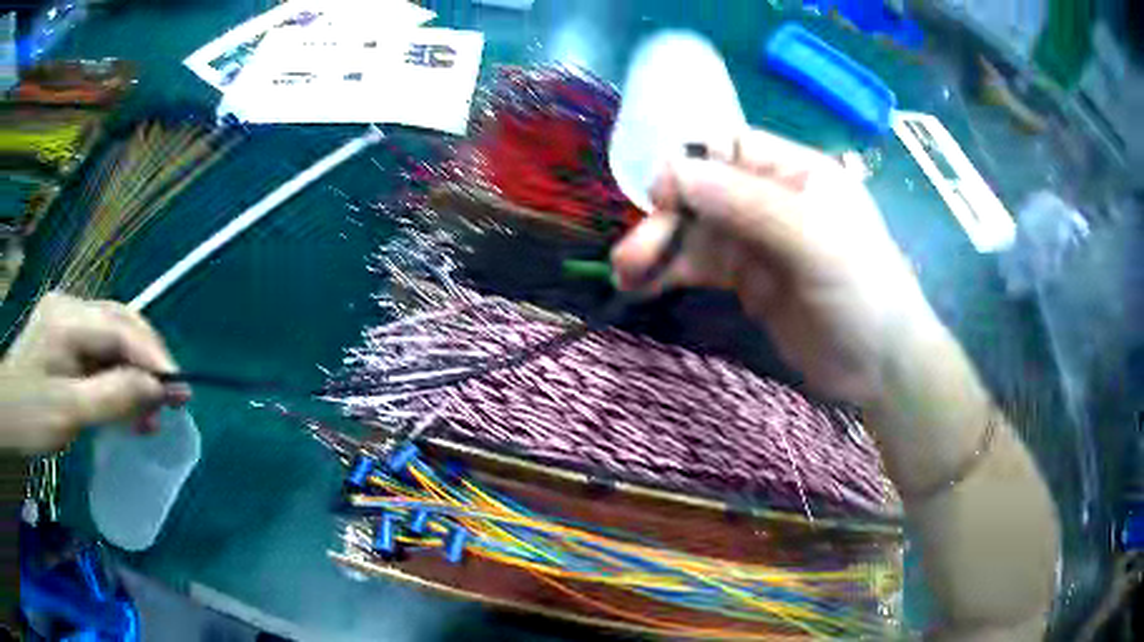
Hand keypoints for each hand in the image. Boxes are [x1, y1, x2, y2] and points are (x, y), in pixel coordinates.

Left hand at [0, 293, 189, 452]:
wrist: (7, 414)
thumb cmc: (29, 415)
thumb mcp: (68, 413)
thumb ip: (112, 397)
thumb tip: (157, 389)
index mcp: (67, 318)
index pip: (120, 329)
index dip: (153, 357)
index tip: (182, 390)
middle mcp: (69, 308)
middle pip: (119, 325)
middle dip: (147, 362)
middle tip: (171, 401)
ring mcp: (64, 320)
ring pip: (111, 339)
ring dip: (133, 372)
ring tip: (149, 412)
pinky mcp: (61, 338)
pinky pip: (97, 352)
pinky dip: (115, 377)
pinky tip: (123, 401)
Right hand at [612, 129, 938, 405]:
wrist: (881, 367)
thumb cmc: (863, 292)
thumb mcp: (813, 241)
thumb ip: (747, 204)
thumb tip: (673, 173)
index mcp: (795, 172)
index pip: (729, 148)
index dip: (691, 165)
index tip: (660, 196)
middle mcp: (772, 199)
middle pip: (704, 193)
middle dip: (666, 220)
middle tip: (631, 256)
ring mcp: (758, 241)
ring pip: (696, 232)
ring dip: (659, 249)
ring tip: (626, 276)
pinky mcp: (748, 280)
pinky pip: (701, 267)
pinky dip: (670, 274)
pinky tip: (642, 288)